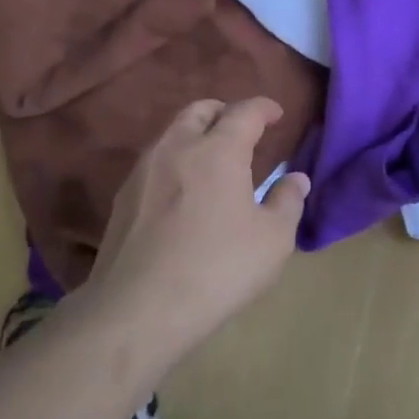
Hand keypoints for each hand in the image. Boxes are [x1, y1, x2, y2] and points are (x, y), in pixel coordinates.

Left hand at [84, 97, 310, 361]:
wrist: (138, 310)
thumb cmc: (218, 269)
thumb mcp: (272, 240)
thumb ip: (288, 202)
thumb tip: (295, 179)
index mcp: (217, 151)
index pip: (244, 112)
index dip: (264, 108)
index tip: (276, 113)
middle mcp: (176, 148)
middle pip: (199, 111)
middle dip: (224, 112)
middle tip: (242, 129)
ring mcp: (143, 172)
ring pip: (171, 134)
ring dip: (196, 135)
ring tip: (214, 159)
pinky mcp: (122, 198)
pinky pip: (154, 163)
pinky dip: (175, 161)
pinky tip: (184, 191)